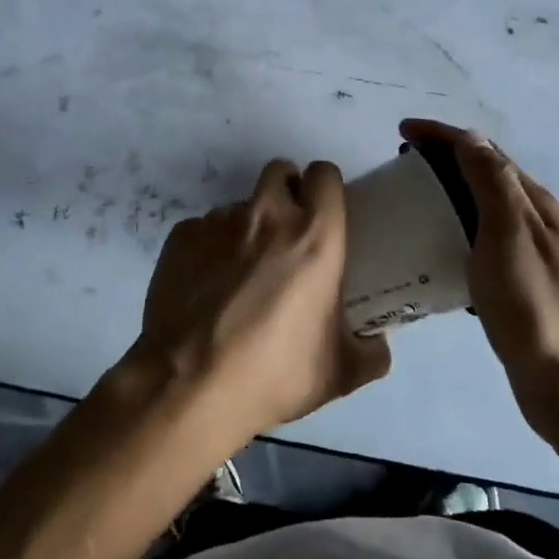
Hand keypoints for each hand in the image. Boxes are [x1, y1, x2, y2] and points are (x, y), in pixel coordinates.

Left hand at [125, 158, 390, 451]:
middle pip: (280, 172)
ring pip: (240, 205)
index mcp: (314, 236)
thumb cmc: (273, 374)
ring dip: (247, 226)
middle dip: (286, 191)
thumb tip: (377, 345)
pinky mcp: (181, 236)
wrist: (190, 386)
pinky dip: (209, 248)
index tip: (325, 214)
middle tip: (287, 233)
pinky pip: (203, 228)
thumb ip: (369, 352)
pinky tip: (206, 286)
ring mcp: (219, 222)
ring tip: (241, 272)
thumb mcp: (339, 373)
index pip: (325, 175)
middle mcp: (267, 215)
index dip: (326, 189)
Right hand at [399, 120, 558, 410]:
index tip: (402, 130)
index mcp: (533, 203)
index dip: (443, 135)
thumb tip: (469, 137)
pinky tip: (436, 245)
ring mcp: (529, 252)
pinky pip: (480, 238)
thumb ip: (491, 183)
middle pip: (485, 173)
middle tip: (403, 161)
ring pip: (483, 205)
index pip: (483, 151)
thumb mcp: (509, 235)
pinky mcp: (518, 282)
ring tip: (414, 197)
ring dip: (449, 190)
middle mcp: (534, 220)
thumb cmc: (534, 306)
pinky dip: (455, 226)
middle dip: (445, 156)